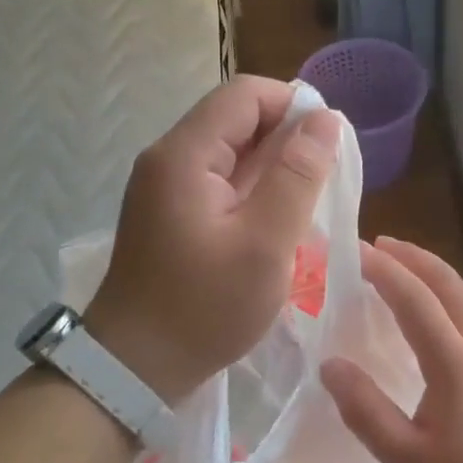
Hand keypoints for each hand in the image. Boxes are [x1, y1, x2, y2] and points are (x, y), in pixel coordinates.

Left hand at [85, 75, 339, 401]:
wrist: (134, 368)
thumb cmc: (204, 308)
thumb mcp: (265, 244)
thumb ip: (298, 177)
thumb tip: (325, 120)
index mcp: (185, 155)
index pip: (244, 94)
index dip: (292, 106)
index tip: (327, 147)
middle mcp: (169, 158)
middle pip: (236, 118)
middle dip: (285, 139)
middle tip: (321, 184)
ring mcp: (165, 185)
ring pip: (230, 150)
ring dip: (272, 167)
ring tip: (305, 204)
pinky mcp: (171, 211)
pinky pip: (219, 180)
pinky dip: (253, 189)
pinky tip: (275, 221)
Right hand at [321, 237, 462, 462]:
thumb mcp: (408, 461)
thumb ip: (366, 410)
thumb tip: (330, 364)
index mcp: (456, 364)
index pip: (414, 299)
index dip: (383, 270)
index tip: (356, 250)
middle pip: (449, 285)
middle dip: (413, 258)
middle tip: (381, 243)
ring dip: (436, 273)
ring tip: (408, 267)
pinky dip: (453, 296)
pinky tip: (444, 313)